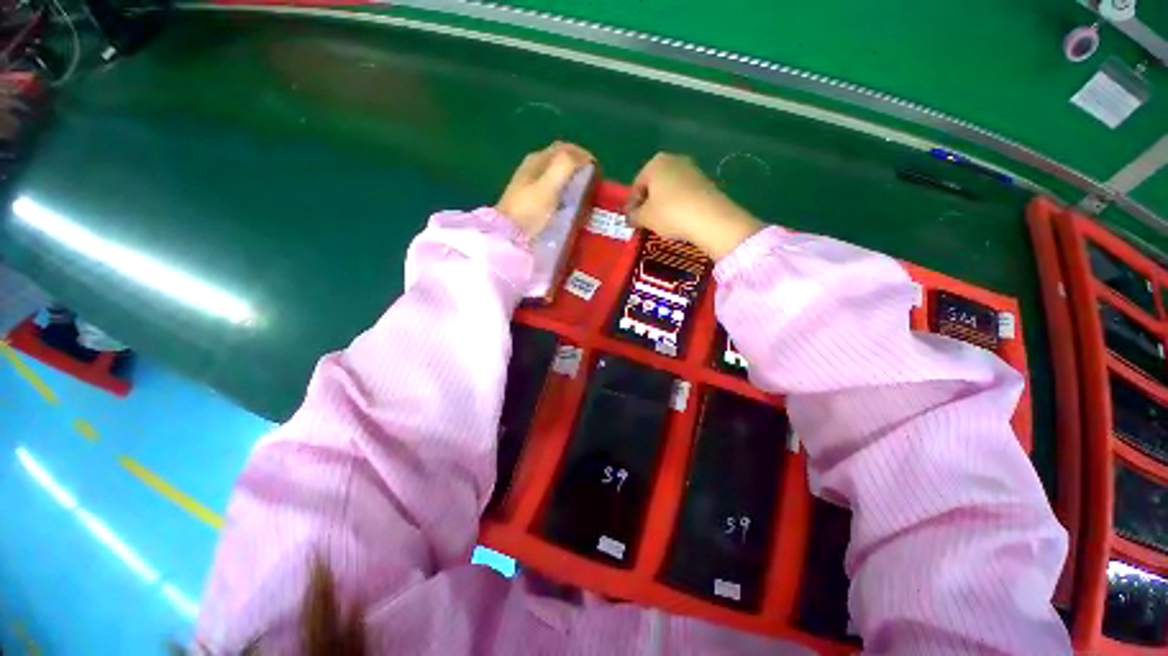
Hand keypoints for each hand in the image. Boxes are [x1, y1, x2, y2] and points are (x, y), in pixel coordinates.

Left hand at [496, 142, 593, 237]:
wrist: (509, 235)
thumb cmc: (530, 209)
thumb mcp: (549, 184)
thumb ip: (566, 166)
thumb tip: (586, 158)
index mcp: (537, 159)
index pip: (565, 148)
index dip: (584, 156)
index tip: (599, 172)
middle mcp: (534, 167)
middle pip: (561, 161)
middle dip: (579, 168)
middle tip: (594, 184)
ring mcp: (532, 185)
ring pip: (558, 176)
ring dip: (573, 181)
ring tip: (586, 196)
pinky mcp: (533, 201)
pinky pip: (554, 190)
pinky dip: (566, 193)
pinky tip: (571, 205)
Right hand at [628, 153, 762, 260]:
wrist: (710, 219)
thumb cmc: (670, 213)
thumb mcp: (645, 217)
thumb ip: (634, 216)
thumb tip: (630, 218)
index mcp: (655, 163)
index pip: (636, 185)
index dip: (631, 204)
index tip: (630, 220)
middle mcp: (673, 160)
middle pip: (654, 184)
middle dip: (647, 202)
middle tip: (643, 221)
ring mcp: (692, 169)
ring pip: (669, 189)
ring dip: (662, 204)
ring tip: (660, 223)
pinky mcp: (705, 182)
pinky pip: (683, 194)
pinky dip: (677, 205)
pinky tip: (677, 220)